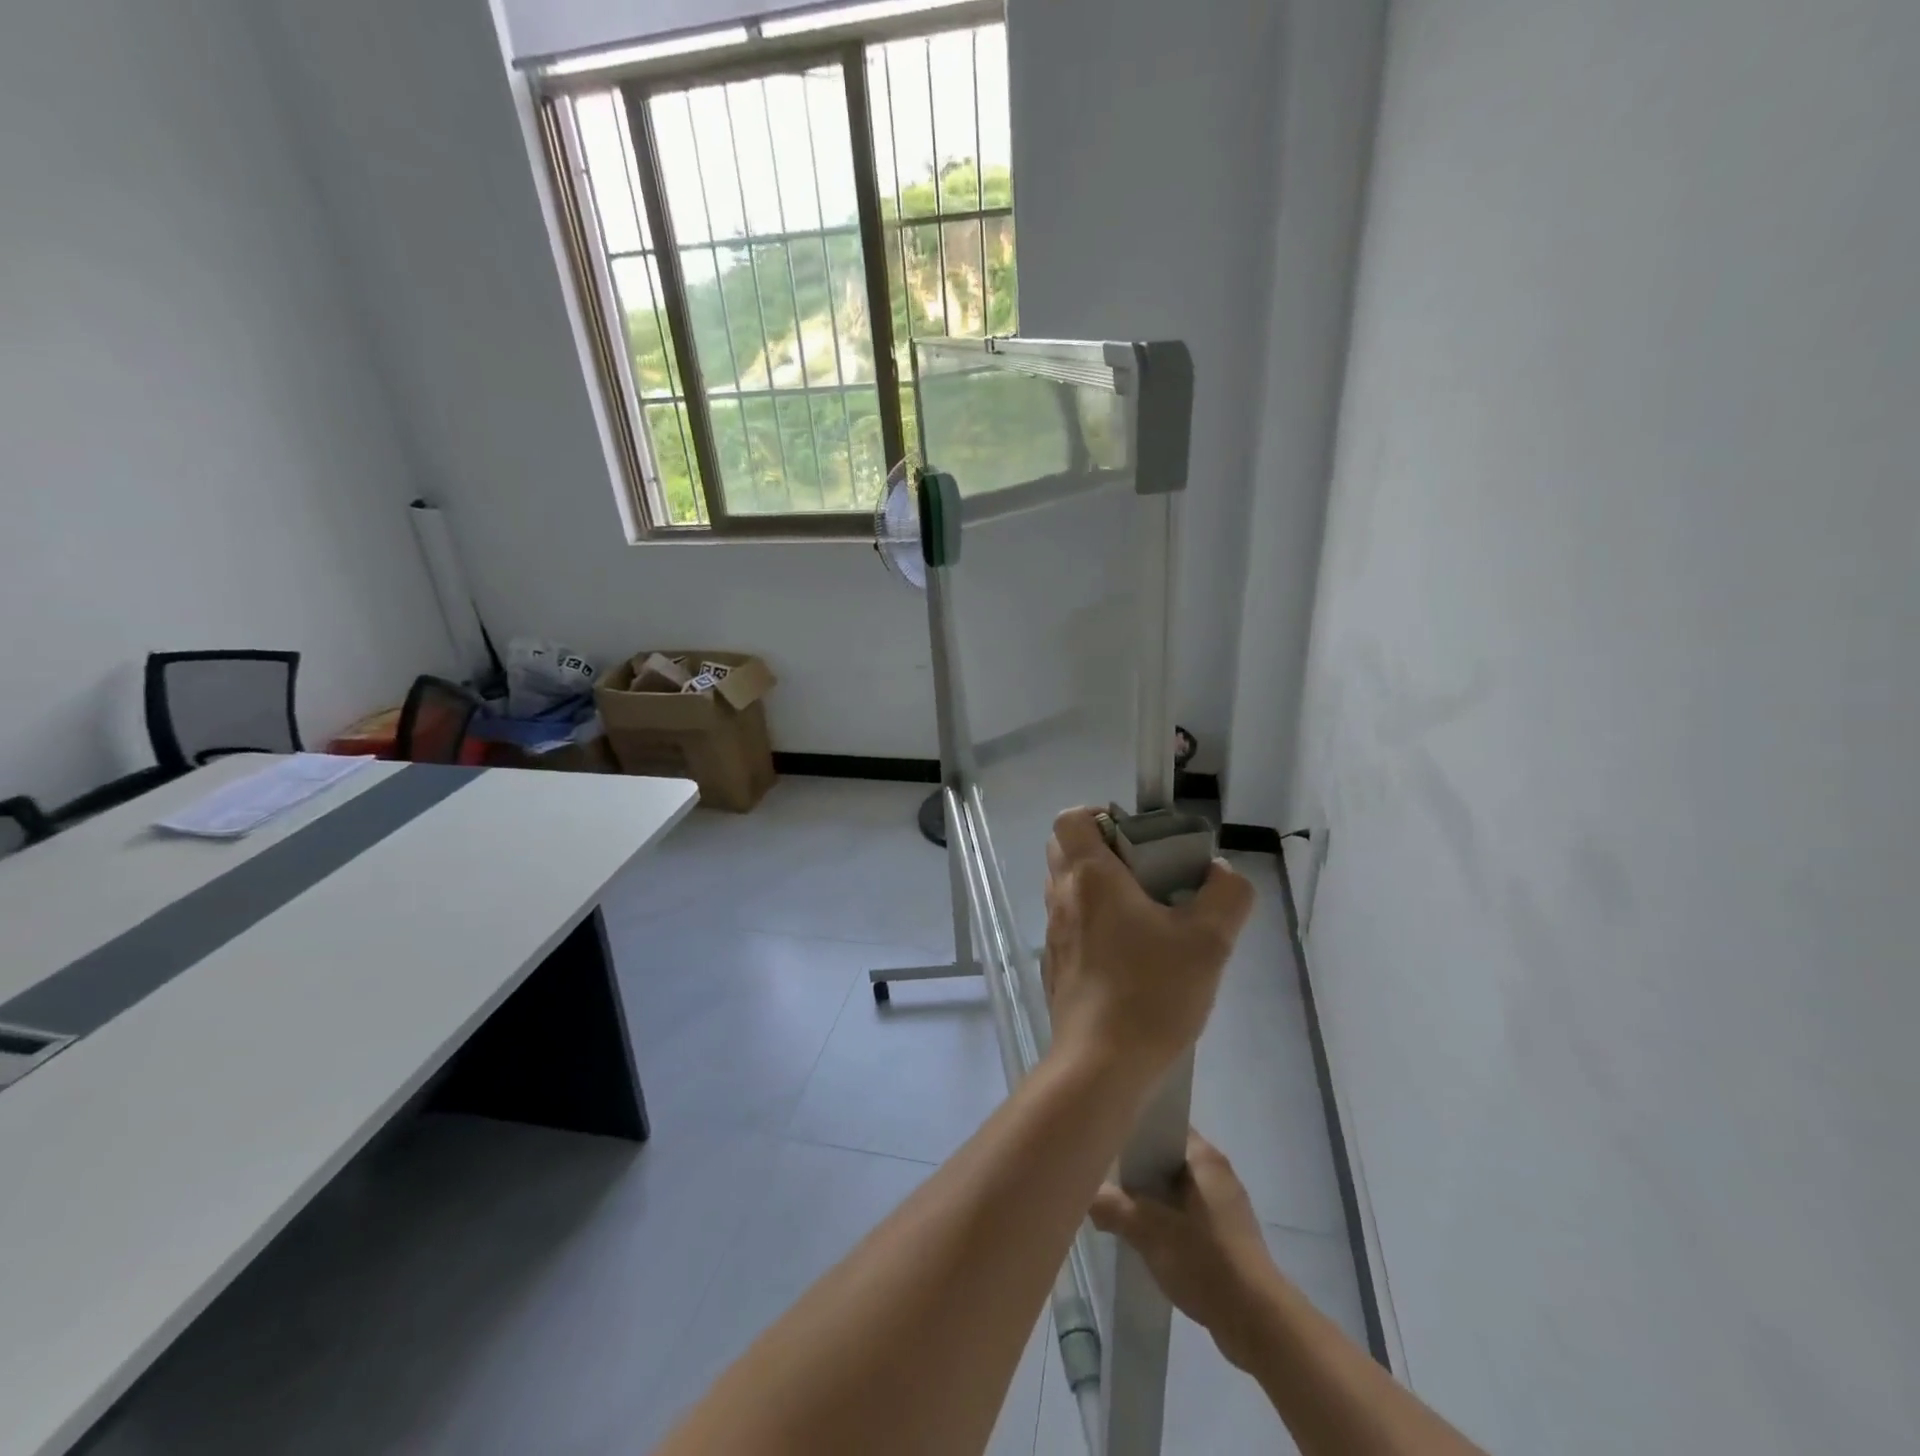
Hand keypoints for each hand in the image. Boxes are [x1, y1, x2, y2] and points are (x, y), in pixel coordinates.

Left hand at [1042, 809, 1252, 1090]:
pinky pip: (1070, 926)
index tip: (1135, 834)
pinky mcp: (1055, 966)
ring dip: (1099, 888)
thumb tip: (1221, 872)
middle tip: (1146, 871)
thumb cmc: (1152, 991)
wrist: (1101, 1063)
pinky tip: (1130, 955)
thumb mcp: (1209, 940)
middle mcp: (1062, 898)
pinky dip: (1093, 923)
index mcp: (1090, 877)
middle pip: (1065, 850)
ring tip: (1146, 914)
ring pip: (1067, 889)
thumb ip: (1226, 895)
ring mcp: (1053, 934)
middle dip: (1102, 849)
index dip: (1098, 815)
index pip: (1070, 819)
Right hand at [1089, 1132, 1284, 1372]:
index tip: (1107, 1141)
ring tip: (1120, 1211)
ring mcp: (1227, 1208)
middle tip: (1105, 1178)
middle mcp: (1218, 1174)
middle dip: (1138, 1170)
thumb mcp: (1148, 1230)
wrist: (1257, 1323)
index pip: (1164, 1126)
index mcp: (1205, 1157)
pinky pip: (1189, 1218)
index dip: (1134, 1131)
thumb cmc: (1204, 1259)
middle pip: (1168, 1159)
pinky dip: (1168, 1224)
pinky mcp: (1229, 1239)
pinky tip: (1148, 1241)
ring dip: (1152, 1200)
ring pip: (1177, 1191)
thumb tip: (1087, 1196)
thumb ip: (1112, 1207)